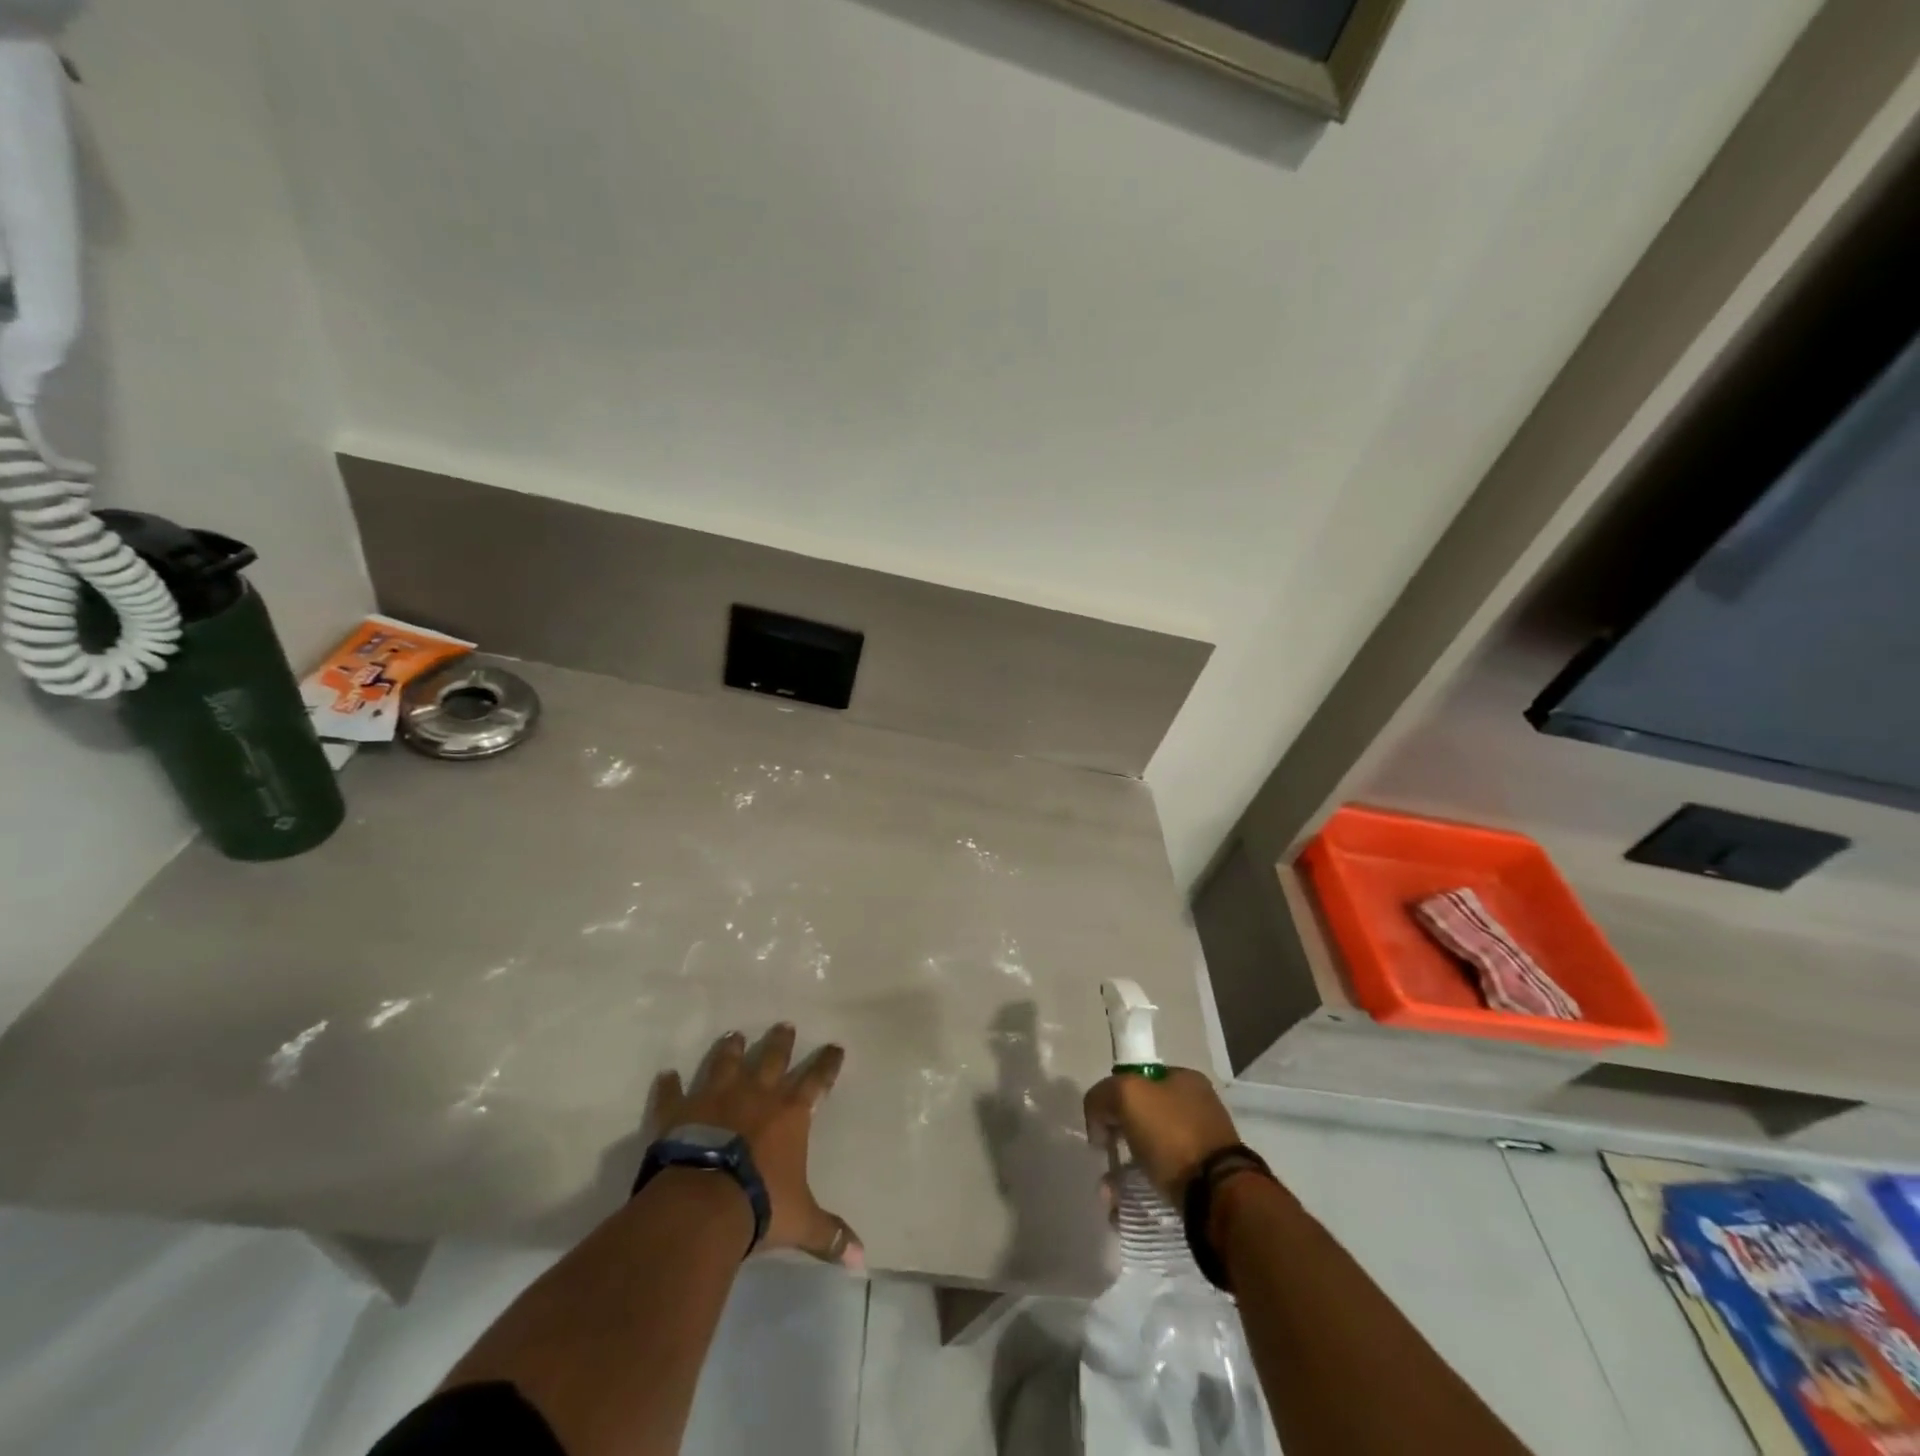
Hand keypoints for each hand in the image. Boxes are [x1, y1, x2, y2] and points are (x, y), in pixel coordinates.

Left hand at [650, 1025, 863, 1269]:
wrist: (702, 1205)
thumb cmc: (760, 1206)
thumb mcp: (801, 1223)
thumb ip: (830, 1235)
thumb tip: (863, 1261)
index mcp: (790, 1113)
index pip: (817, 1079)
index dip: (827, 1063)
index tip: (835, 1047)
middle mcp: (757, 1094)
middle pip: (772, 1058)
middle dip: (780, 1042)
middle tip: (784, 1025)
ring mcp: (716, 1097)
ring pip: (726, 1063)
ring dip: (731, 1049)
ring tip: (733, 1035)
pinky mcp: (680, 1111)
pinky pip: (674, 1093)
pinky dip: (669, 1086)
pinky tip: (666, 1075)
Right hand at [1083, 1067, 1241, 1203]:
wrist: (1218, 1196)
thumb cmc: (1172, 1134)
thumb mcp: (1127, 1095)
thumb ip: (1102, 1096)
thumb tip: (1100, 1122)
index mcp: (1185, 1080)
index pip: (1138, 1080)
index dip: (1114, 1098)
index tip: (1103, 1124)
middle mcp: (1196, 1108)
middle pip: (1142, 1119)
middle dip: (1117, 1140)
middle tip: (1105, 1159)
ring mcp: (1203, 1147)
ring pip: (1149, 1154)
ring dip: (1124, 1173)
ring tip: (1110, 1196)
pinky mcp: (1204, 1184)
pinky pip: (1162, 1183)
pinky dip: (1140, 1193)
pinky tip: (1124, 1209)